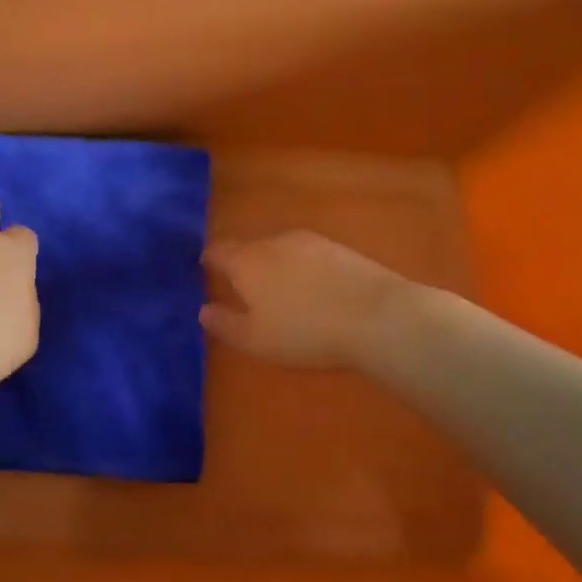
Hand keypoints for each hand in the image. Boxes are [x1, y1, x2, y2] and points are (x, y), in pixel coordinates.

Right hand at [200, 231, 403, 370]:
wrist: (377, 316)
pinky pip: (308, 254)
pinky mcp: (339, 248)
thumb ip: (225, 324)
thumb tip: (204, 310)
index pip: (218, 250)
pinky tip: (314, 290)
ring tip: (281, 291)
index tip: (207, 271)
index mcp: (246, 261)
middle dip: (243, 264)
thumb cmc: (305, 331)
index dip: (209, 259)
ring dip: (274, 265)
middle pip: (249, 247)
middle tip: (245, 289)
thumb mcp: (256, 340)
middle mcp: (273, 242)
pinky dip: (302, 268)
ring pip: (280, 248)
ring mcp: (309, 241)